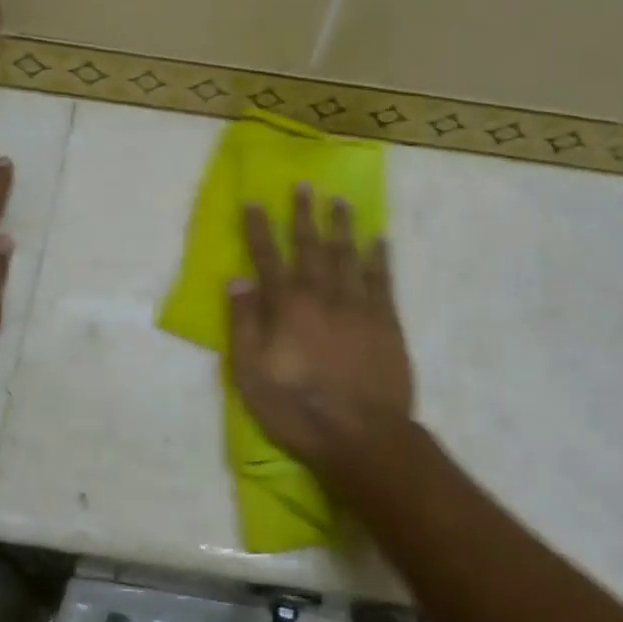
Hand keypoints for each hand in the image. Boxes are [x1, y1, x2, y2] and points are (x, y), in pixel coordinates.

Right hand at [227, 187, 413, 472]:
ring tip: (339, 200)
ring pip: (348, 255)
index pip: (267, 257)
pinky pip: (381, 279)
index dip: (258, 228)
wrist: (361, 436)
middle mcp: (321, 295)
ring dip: (342, 226)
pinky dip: (379, 257)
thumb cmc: (297, 409)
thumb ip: (244, 324)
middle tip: (304, 185)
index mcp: (286, 307)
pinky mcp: (386, 322)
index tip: (253, 201)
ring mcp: (357, 306)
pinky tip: (378, 239)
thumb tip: (236, 281)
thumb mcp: (250, 374)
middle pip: (311, 246)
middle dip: (304, 214)